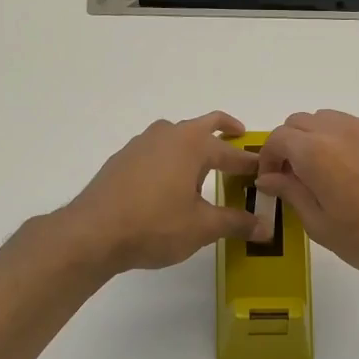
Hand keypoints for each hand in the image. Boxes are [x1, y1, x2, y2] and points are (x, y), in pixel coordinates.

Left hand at [61, 113, 260, 274]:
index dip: (251, 163)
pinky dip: (172, 158)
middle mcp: (167, 135)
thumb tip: (265, 228)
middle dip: (225, 130)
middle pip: (204, 124)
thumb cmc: (155, 225)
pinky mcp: (122, 160)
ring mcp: (141, 145)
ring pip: (176, 135)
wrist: (92, 233)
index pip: (232, 151)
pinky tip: (170, 183)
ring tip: (204, 166)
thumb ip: (236, 223)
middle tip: (240, 137)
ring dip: (194, 144)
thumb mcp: (202, 228)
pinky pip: (157, 151)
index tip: (266, 170)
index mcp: (192, 145)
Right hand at [256, 110, 358, 288]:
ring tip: (328, 173)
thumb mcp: (320, 226)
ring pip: (332, 120)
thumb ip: (291, 193)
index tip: (272, 179)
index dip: (268, 157)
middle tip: (296, 176)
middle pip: (302, 121)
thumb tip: (269, 177)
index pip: (278, 137)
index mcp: (317, 153)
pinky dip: (348, 142)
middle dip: (291, 144)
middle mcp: (343, 130)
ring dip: (319, 139)